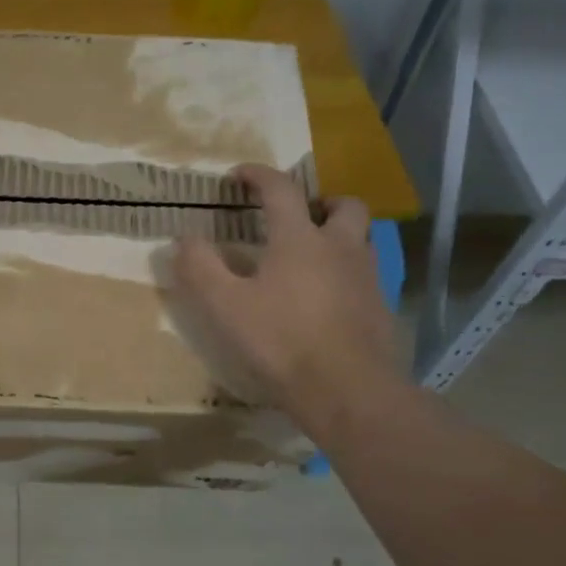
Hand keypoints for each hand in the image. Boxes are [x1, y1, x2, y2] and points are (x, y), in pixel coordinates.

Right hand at [173, 164, 402, 421]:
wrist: (347, 390)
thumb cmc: (281, 341)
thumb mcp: (225, 306)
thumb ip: (201, 268)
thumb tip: (184, 239)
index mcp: (300, 239)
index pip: (281, 190)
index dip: (258, 175)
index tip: (239, 174)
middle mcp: (340, 247)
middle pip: (343, 205)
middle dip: (320, 201)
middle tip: (299, 215)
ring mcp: (367, 277)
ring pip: (362, 238)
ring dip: (340, 235)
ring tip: (313, 255)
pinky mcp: (380, 308)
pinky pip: (366, 275)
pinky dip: (348, 273)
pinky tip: (328, 298)